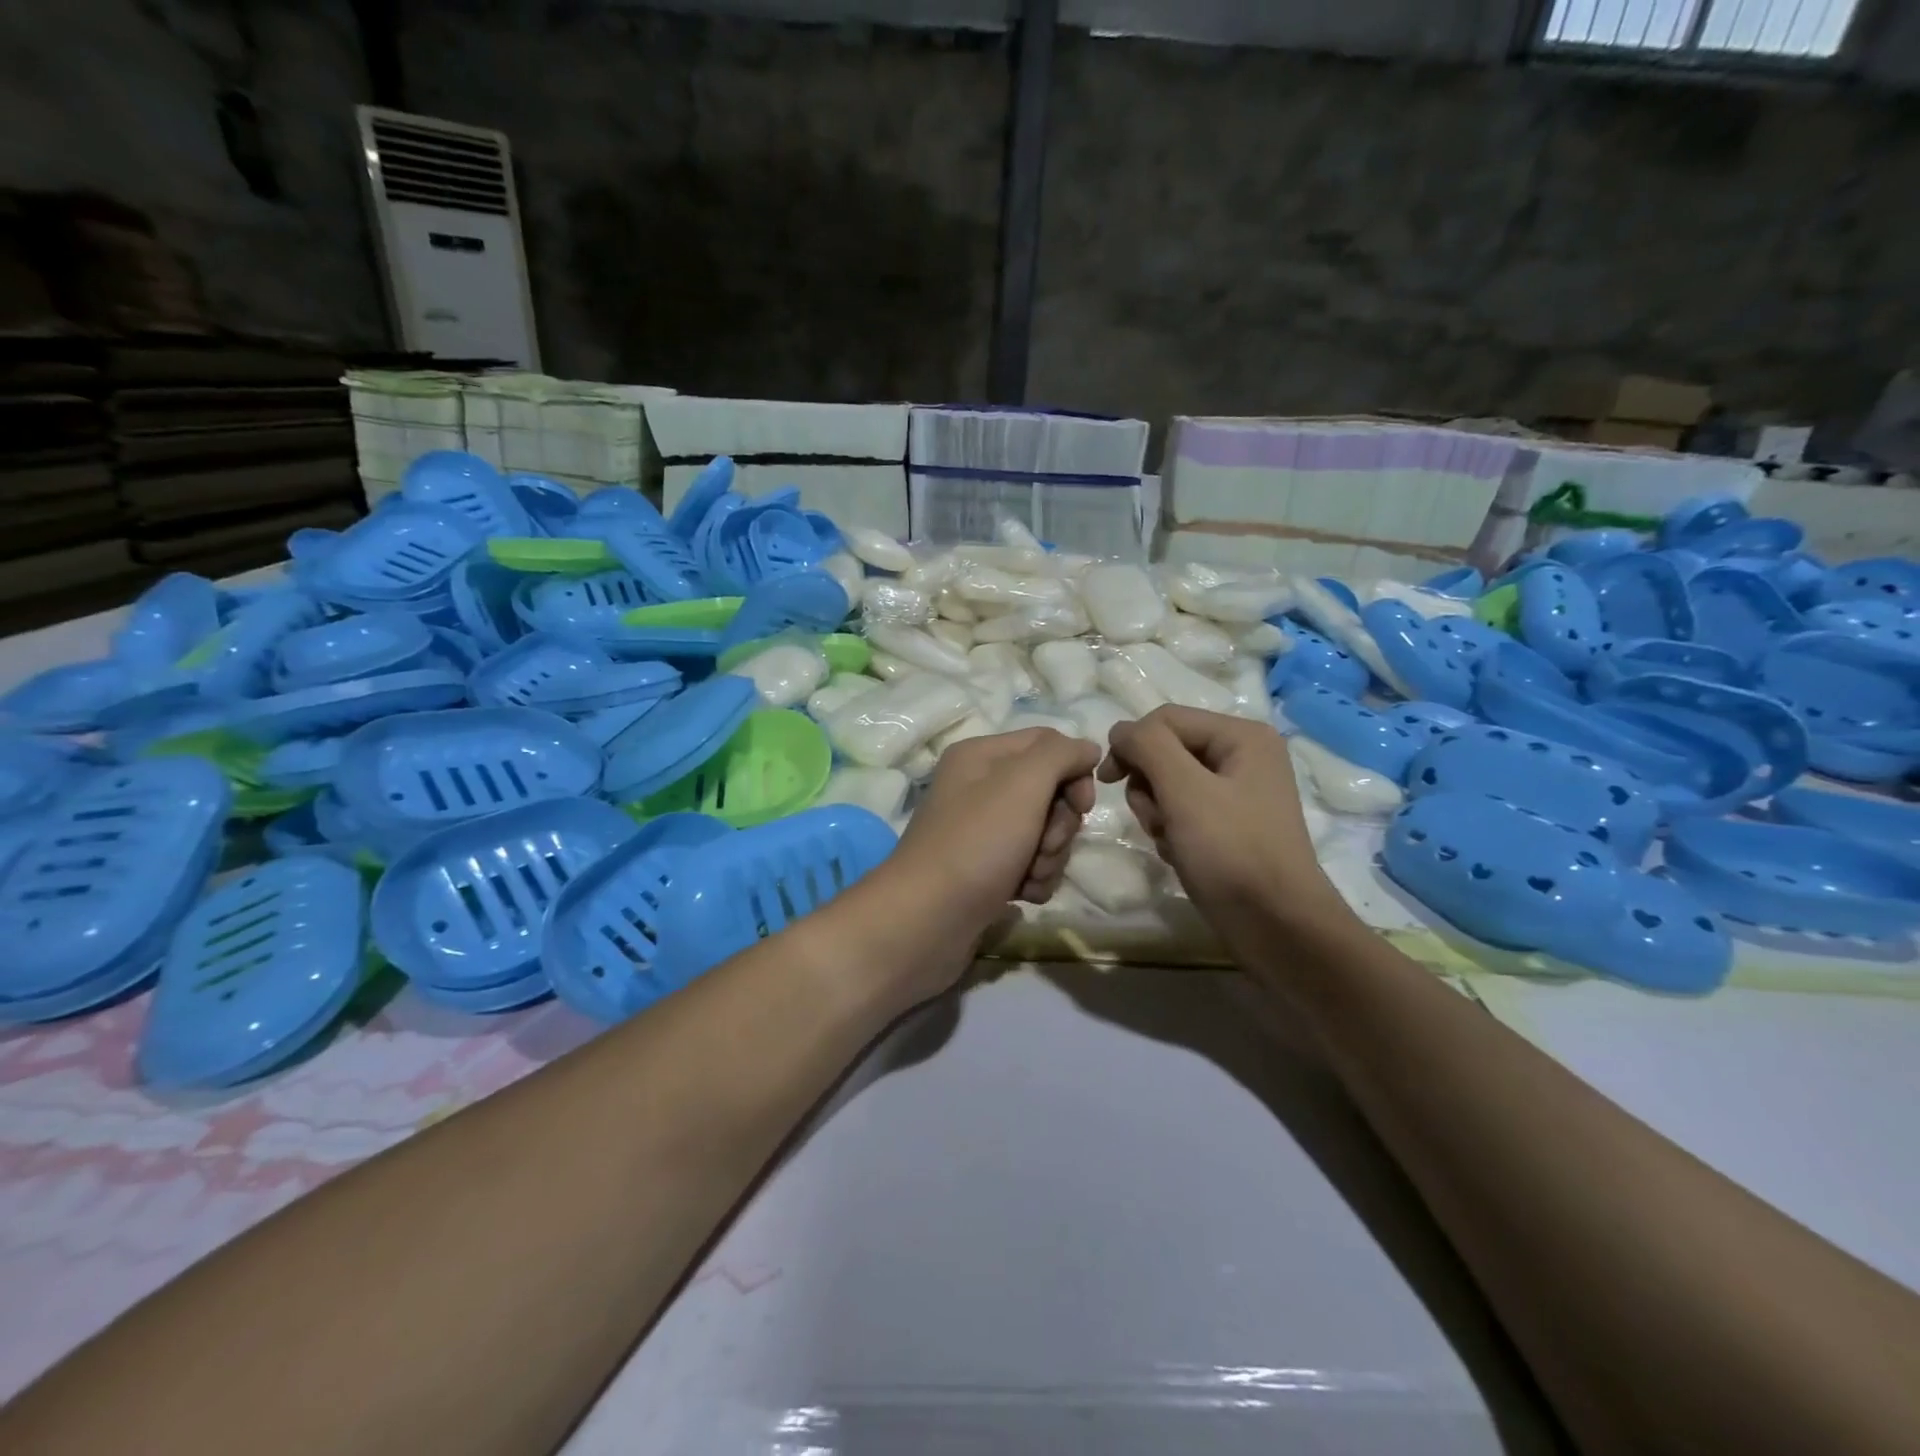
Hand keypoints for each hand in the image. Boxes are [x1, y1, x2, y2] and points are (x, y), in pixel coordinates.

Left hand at [873, 728, 1098, 972]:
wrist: (927, 920)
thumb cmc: (976, 843)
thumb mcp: (1021, 784)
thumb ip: (1060, 755)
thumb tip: (1087, 749)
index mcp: (982, 756)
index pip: (1047, 743)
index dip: (1074, 771)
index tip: (1081, 804)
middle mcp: (979, 787)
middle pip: (1049, 792)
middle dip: (1059, 824)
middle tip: (1044, 844)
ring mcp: (982, 832)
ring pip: (1044, 833)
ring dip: (1049, 857)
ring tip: (1028, 875)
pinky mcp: (986, 870)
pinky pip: (1030, 865)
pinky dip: (1034, 879)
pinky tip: (1021, 894)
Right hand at [1100, 706, 1349, 940]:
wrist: (1276, 927)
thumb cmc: (1232, 852)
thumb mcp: (1185, 790)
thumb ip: (1147, 746)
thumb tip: (1120, 731)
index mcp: (1242, 736)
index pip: (1164, 719)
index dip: (1130, 744)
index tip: (1107, 782)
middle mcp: (1242, 756)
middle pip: (1165, 751)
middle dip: (1149, 786)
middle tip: (1158, 820)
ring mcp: (1236, 792)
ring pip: (1168, 784)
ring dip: (1157, 812)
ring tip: (1173, 841)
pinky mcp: (1228, 825)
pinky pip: (1182, 812)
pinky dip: (1172, 832)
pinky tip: (1183, 855)